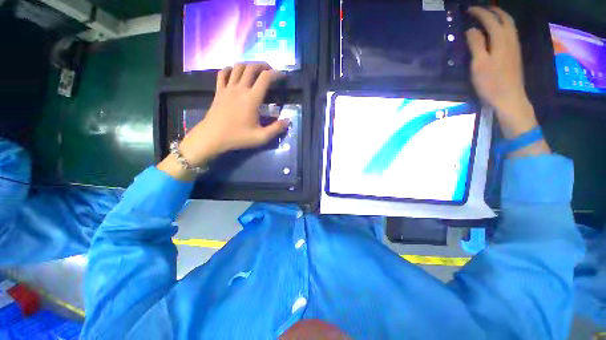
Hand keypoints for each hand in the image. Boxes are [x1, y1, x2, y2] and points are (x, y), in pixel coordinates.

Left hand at [158, 63, 288, 180]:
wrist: (212, 137)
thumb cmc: (237, 137)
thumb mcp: (261, 137)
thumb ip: (276, 129)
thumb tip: (288, 121)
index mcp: (252, 98)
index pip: (265, 78)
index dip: (276, 74)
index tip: (282, 76)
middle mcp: (240, 89)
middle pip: (252, 67)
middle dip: (263, 65)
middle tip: (271, 71)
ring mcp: (228, 88)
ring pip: (238, 67)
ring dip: (248, 65)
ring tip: (255, 70)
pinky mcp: (219, 91)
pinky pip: (223, 73)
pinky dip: (230, 69)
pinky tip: (235, 73)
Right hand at [466, 7, 539, 139]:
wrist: (510, 98)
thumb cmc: (491, 83)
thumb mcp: (479, 64)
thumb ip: (476, 45)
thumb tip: (472, 29)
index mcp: (501, 40)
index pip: (490, 20)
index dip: (480, 12)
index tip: (469, 10)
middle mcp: (511, 39)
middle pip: (505, 18)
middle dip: (493, 11)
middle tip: (481, 10)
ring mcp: (515, 46)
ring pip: (510, 24)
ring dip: (500, 17)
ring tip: (489, 16)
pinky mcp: (515, 54)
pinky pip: (511, 33)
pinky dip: (504, 26)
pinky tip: (497, 31)